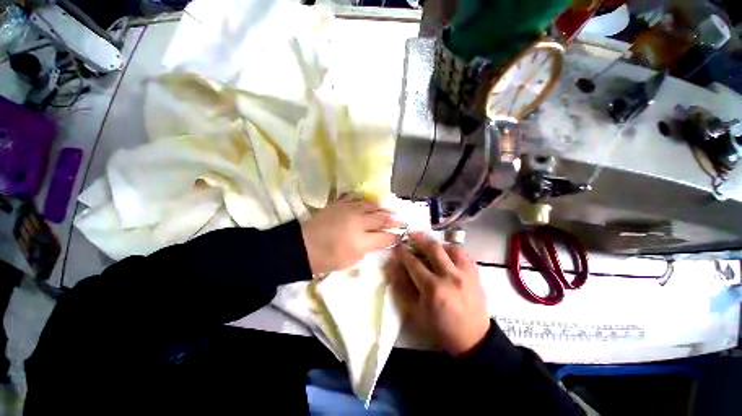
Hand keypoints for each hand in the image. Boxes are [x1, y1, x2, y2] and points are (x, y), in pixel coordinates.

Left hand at [301, 195, 403, 274]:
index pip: (385, 237)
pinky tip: (369, 202)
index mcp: (361, 241)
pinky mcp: (339, 204)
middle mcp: (358, 222)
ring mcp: (348, 210)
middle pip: (381, 219)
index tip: (401, 234)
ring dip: (381, 209)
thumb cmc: (328, 258)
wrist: (304, 246)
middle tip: (400, 220)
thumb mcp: (353, 259)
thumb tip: (379, 239)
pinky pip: (356, 198)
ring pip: (371, 205)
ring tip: (388, 210)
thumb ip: (369, 247)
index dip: (395, 236)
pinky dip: (365, 200)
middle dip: (393, 220)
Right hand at [386, 232, 489, 355]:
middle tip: (410, 235)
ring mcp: (465, 273)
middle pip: (433, 248)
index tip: (396, 247)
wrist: (473, 339)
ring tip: (428, 244)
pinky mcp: (475, 274)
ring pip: (450, 247)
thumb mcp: (415, 312)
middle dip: (418, 238)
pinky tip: (445, 252)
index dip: (402, 253)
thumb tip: (392, 266)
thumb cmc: (439, 327)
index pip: (413, 263)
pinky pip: (463, 253)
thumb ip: (401, 287)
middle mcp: (450, 276)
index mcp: (433, 289)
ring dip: (436, 243)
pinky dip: (451, 249)